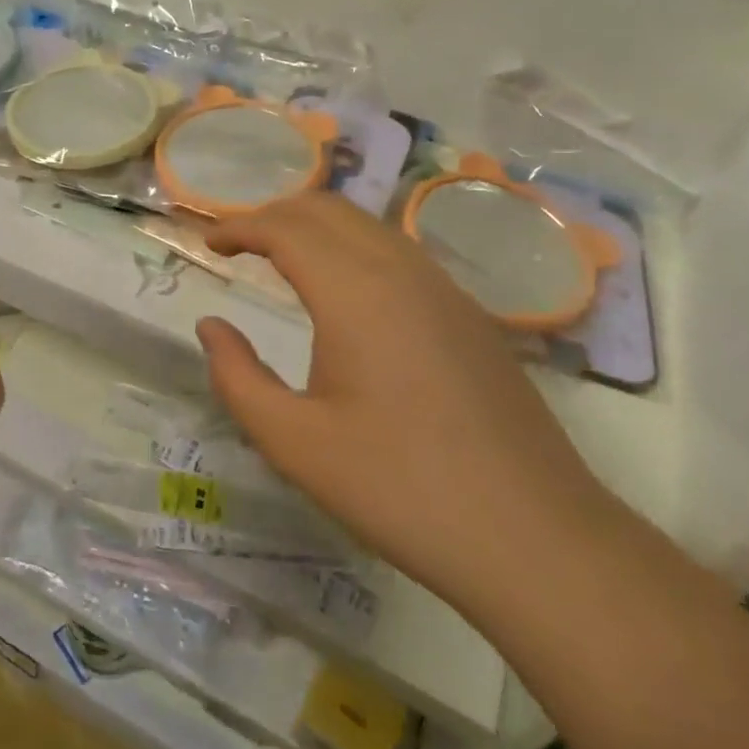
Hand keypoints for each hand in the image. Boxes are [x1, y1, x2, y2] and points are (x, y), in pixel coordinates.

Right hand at [196, 193, 614, 601]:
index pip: (285, 227)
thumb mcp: (294, 444)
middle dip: (275, 214)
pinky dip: (354, 247)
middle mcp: (401, 271)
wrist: (537, 540)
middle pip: (327, 208)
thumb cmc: (401, 490)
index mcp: (355, 293)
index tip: (211, 246)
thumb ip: (237, 377)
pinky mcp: (470, 314)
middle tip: (240, 245)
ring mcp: (444, 289)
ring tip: (284, 260)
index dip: (240, 227)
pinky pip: (399, 251)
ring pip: (367, 224)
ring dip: (317, 227)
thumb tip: (210, 326)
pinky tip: (347, 293)